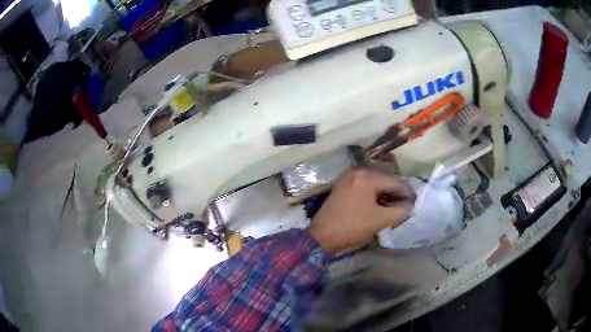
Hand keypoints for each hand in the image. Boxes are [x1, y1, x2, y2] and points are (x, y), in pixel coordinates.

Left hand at [306, 168, 414, 253]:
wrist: (322, 236)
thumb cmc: (352, 227)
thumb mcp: (380, 220)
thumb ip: (400, 211)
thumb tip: (411, 205)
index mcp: (367, 177)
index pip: (395, 181)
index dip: (408, 192)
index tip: (416, 202)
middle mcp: (358, 171)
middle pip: (385, 179)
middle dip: (398, 191)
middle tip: (408, 203)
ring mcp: (349, 176)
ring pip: (376, 182)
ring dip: (387, 192)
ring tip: (397, 204)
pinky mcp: (344, 184)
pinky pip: (365, 185)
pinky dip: (375, 192)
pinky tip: (382, 202)